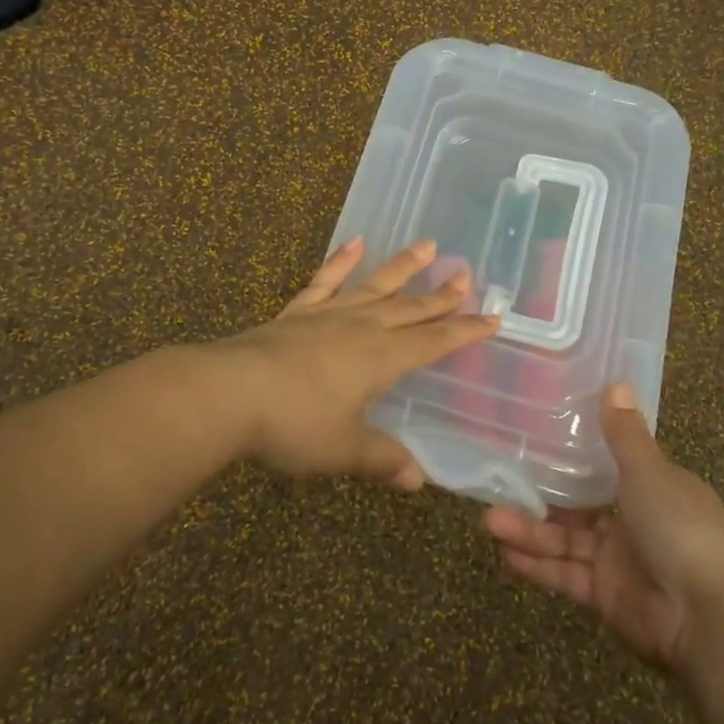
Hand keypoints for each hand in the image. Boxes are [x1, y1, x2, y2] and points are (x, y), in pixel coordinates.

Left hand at [216, 237, 498, 488]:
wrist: (232, 392)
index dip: (464, 332)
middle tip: (467, 277)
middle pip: (410, 309)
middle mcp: (361, 328)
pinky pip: (325, 281)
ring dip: (403, 267)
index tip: (492, 318)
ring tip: (428, 246)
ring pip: (375, 286)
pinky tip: (356, 243)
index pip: (433, 342)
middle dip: (441, 297)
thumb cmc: (295, 424)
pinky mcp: (296, 312)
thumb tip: (417, 480)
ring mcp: (328, 315)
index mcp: (381, 359)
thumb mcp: (344, 449)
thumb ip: (382, 459)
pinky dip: (342, 262)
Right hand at [484, 386, 723, 675]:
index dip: (571, 453)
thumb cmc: (681, 528)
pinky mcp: (606, 597)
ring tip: (489, 521)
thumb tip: (617, 382)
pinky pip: (566, 575)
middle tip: (497, 482)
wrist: (710, 617)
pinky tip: (505, 555)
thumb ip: (624, 434)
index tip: (532, 438)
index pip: (606, 464)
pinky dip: (538, 567)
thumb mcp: (650, 472)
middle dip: (539, 496)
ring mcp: (618, 560)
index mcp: (652, 486)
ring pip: (565, 540)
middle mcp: (633, 520)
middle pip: (577, 504)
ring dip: (529, 531)